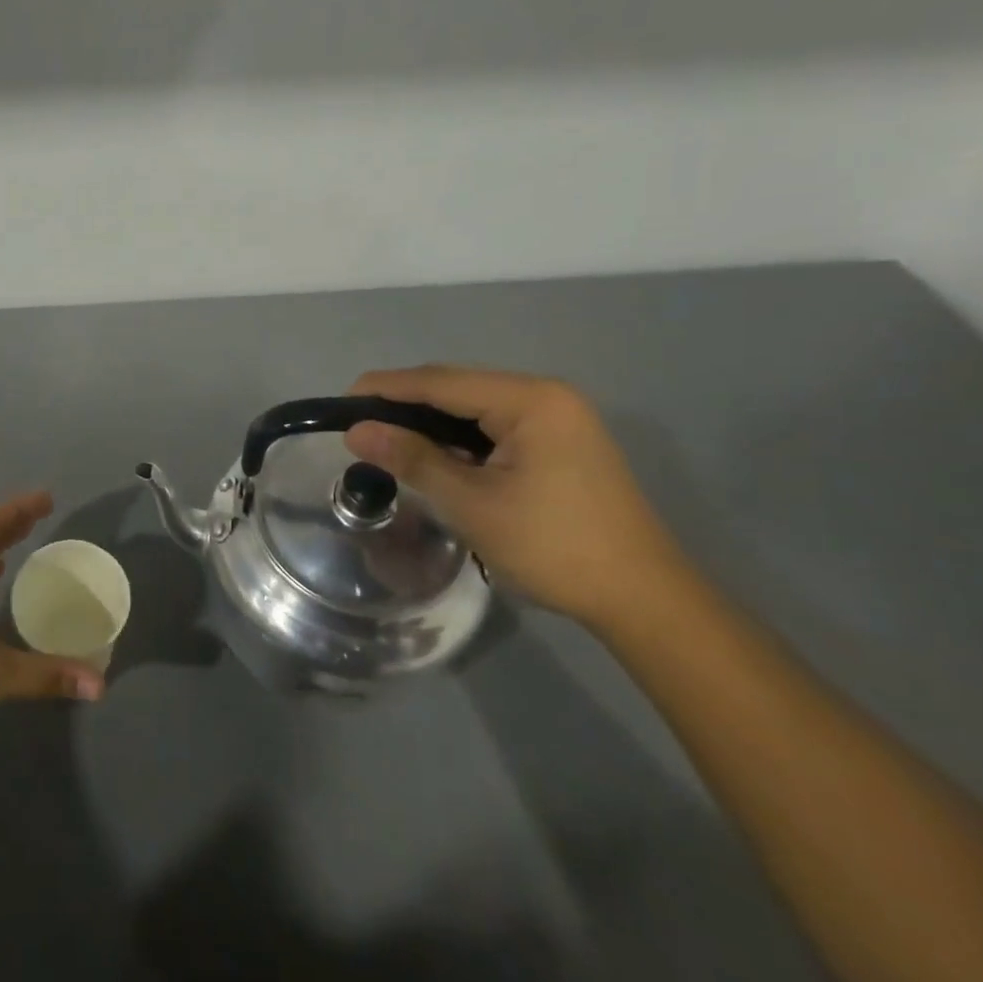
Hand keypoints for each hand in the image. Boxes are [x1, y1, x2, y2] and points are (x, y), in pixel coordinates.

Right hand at [344, 367, 687, 626]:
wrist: (642, 599)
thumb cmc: (553, 547)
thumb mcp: (472, 503)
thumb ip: (412, 459)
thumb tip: (355, 432)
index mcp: (530, 400)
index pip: (440, 382)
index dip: (385, 389)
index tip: (340, 403)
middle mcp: (546, 396)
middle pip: (457, 388)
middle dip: (405, 403)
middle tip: (357, 425)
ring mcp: (558, 418)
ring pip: (474, 407)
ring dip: (430, 421)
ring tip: (385, 439)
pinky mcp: (561, 442)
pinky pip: (495, 425)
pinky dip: (458, 437)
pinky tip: (433, 454)